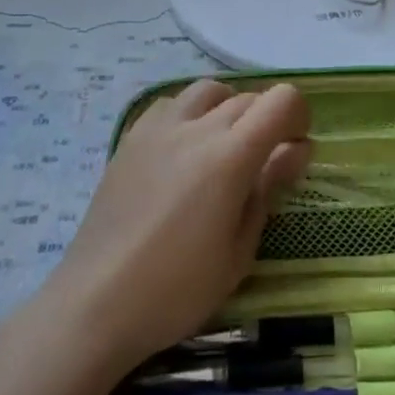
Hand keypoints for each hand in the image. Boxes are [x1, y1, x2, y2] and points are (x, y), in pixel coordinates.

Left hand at [51, 79, 310, 371]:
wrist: (95, 303)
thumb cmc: (177, 289)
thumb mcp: (239, 250)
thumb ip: (269, 189)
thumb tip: (296, 149)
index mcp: (230, 156)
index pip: (280, 101)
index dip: (299, 118)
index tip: (296, 150)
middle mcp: (195, 128)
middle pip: (248, 97)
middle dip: (268, 120)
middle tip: (266, 163)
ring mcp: (157, 129)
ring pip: (207, 91)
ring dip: (229, 108)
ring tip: (225, 147)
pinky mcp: (129, 139)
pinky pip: (170, 104)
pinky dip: (191, 113)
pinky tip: (185, 149)